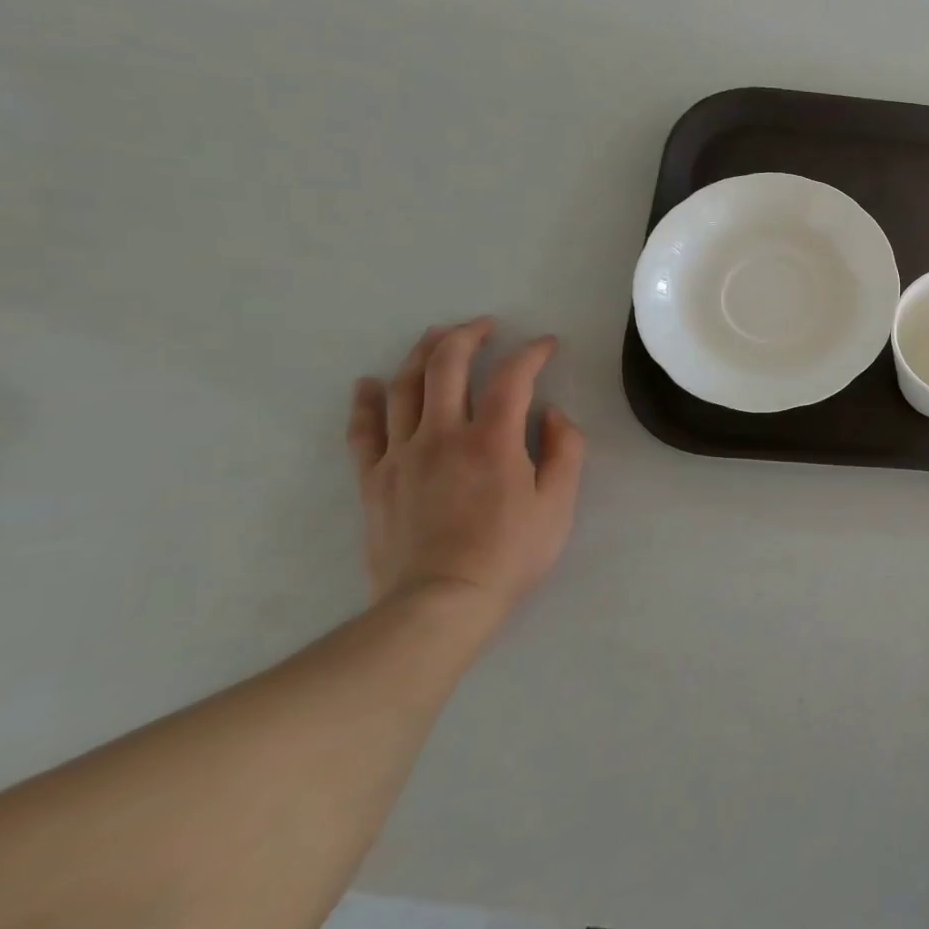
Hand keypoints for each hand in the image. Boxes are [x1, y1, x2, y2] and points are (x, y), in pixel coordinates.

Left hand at [346, 319, 585, 634]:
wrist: (439, 603)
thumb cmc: (509, 554)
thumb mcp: (559, 504)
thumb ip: (565, 451)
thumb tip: (553, 414)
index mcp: (493, 439)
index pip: (513, 377)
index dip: (532, 353)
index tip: (547, 345)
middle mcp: (443, 434)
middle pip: (447, 366)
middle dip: (468, 335)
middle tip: (485, 325)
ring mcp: (401, 454)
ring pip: (405, 387)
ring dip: (422, 353)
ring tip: (436, 336)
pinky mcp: (374, 478)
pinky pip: (363, 429)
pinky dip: (367, 400)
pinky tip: (370, 383)